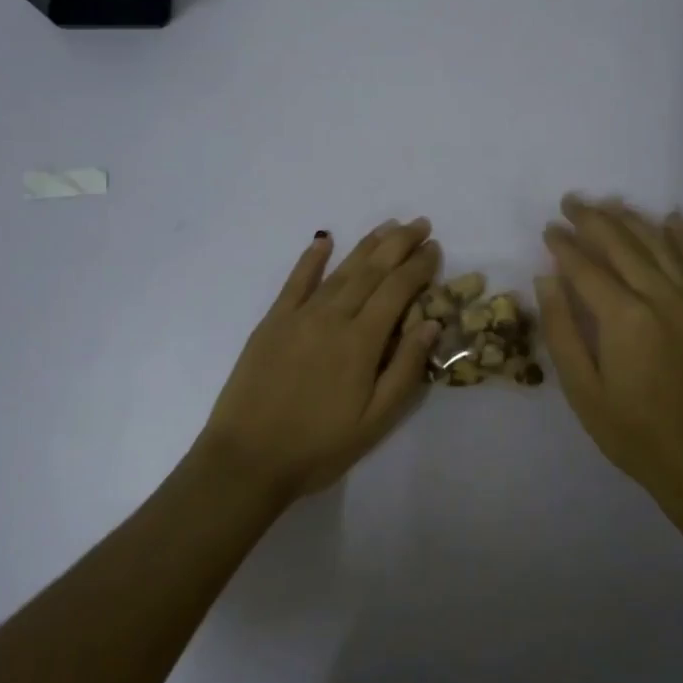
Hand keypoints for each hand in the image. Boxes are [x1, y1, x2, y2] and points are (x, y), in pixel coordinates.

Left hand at [196, 219, 442, 506]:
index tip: (435, 247)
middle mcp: (333, 317)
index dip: (419, 266)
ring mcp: (300, 316)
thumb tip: (432, 323)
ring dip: (367, 244)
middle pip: (372, 270)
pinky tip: (324, 239)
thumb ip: (405, 369)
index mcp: (361, 342)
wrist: (247, 459)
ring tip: (388, 225)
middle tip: (420, 224)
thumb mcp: (375, 421)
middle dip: (399, 244)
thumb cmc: (318, 446)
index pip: (398, 290)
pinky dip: (312, 257)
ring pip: (341, 270)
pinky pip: (296, 281)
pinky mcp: (273, 321)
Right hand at [536, 196, 682, 507]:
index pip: (586, 266)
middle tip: (570, 202)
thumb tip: (547, 278)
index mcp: (624, 317)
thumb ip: (562, 329)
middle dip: (593, 219)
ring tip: (608, 204)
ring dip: (631, 220)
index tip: (548, 228)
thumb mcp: (582, 390)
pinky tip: (670, 218)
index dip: (564, 245)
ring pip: (659, 244)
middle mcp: (661, 297)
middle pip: (622, 244)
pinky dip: (682, 236)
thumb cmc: (632, 432)